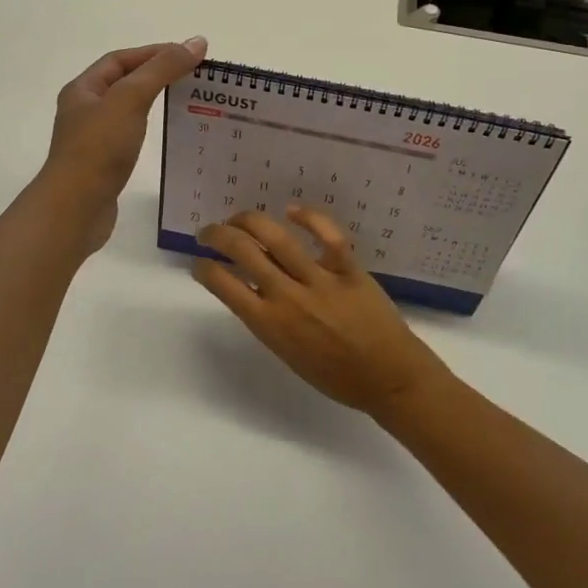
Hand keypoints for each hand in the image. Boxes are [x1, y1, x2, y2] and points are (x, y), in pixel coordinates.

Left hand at [43, 38, 207, 252]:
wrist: (75, 209)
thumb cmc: (98, 148)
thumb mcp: (130, 99)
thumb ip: (162, 69)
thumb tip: (196, 42)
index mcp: (83, 90)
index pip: (119, 60)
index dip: (152, 53)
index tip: (187, 54)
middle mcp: (84, 111)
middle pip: (123, 83)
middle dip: (156, 75)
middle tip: (193, 77)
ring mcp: (93, 140)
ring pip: (127, 111)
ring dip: (154, 102)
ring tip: (187, 102)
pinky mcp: (104, 165)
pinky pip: (130, 137)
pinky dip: (151, 130)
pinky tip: (168, 135)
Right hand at [193, 207, 452, 420]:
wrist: (388, 378)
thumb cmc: (335, 375)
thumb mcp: (287, 353)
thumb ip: (267, 319)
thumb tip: (251, 285)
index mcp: (270, 324)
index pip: (224, 285)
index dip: (204, 268)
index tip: (199, 262)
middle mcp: (288, 297)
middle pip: (243, 251)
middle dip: (218, 235)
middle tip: (209, 231)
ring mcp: (320, 280)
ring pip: (277, 238)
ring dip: (250, 220)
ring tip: (238, 218)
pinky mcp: (349, 269)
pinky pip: (328, 236)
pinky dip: (309, 218)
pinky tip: (291, 209)